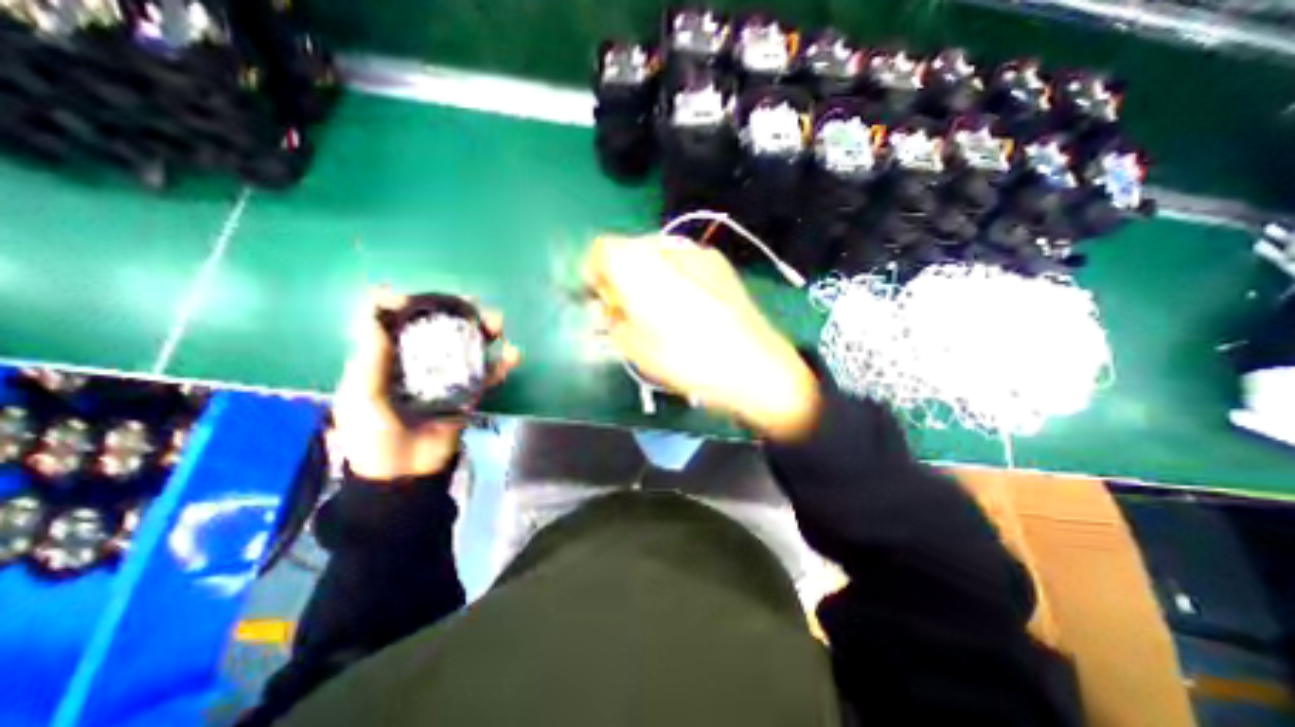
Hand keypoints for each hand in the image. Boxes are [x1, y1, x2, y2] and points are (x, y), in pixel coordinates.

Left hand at [333, 290, 518, 481]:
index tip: (422, 297)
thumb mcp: (361, 396)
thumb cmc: (373, 436)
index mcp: (389, 361)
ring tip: (497, 324)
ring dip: (485, 335)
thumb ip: (370, 358)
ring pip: (468, 350)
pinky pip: (487, 376)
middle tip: (473, 304)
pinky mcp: (468, 395)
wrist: (402, 475)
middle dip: (458, 317)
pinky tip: (513, 355)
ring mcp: (447, 379)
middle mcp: (421, 365)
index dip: (412, 307)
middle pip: (441, 334)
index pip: (401, 326)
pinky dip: (501, 365)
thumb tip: (376, 312)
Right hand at [588, 233, 817, 435]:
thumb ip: (612, 320)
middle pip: (627, 248)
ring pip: (654, 253)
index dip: (593, 274)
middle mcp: (665, 246)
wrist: (754, 365)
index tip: (600, 301)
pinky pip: (679, 260)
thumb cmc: (687, 360)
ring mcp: (695, 251)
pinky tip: (683, 304)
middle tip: (625, 307)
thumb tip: (608, 309)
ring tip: (656, 308)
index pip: (600, 249)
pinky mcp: (718, 262)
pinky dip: (669, 276)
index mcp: (637, 266)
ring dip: (645, 275)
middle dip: (619, 275)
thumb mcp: (634, 348)